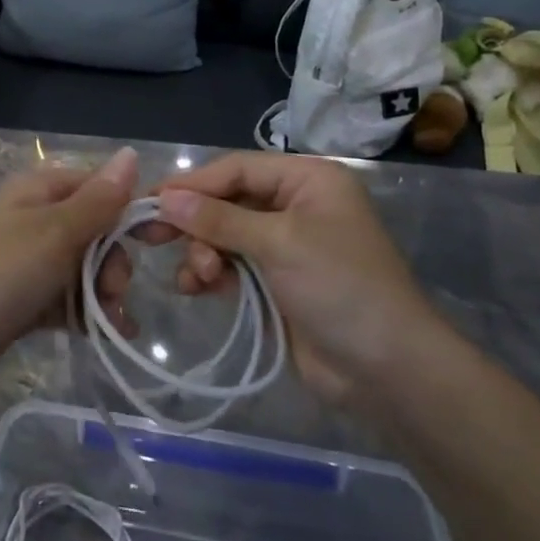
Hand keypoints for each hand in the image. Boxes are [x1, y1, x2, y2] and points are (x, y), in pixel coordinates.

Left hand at [0, 148, 140, 402]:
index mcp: (36, 189)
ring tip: (111, 323)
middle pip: (91, 229)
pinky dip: (83, 314)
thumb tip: (131, 153)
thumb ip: (98, 200)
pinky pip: (61, 300)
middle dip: (112, 260)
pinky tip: (105, 336)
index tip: (152, 241)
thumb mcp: (55, 232)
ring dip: (101, 293)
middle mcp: (29, 218)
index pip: (95, 185)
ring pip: (79, 268)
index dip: (125, 209)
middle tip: (114, 291)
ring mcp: (21, 262)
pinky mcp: (16, 302)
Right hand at [149, 152, 447, 408]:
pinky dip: (212, 274)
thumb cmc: (341, 287)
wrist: (389, 371)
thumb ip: (219, 219)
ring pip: (225, 235)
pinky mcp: (277, 282)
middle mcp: (295, 205)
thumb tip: (165, 198)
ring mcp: (286, 246)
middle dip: (194, 221)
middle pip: (228, 201)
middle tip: (150, 235)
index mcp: (307, 181)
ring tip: (199, 277)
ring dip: (204, 253)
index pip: (237, 169)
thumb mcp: (279, 244)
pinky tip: (196, 288)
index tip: (151, 200)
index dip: (193, 184)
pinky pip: (232, 266)